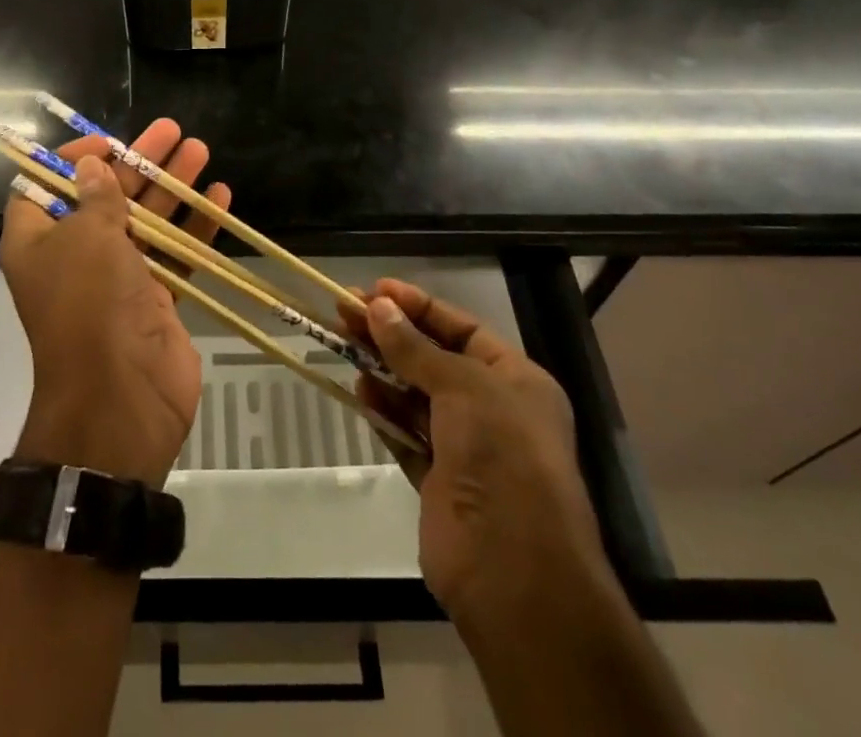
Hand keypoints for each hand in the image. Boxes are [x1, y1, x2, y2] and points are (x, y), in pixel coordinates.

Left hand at [1, 119, 229, 486]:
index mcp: (39, 241)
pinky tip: (220, 197)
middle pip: (106, 196)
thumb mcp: (87, 238)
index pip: (46, 187)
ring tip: (200, 150)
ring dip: (172, 187)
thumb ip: (96, 197)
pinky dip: (194, 227)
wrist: (121, 399)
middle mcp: (75, 256)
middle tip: (172, 131)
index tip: (107, 143)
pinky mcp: (154, 299)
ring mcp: (117, 279)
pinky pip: (174, 254)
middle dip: (139, 163)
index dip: (72, 160)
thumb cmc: (91, 304)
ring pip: (146, 221)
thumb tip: (91, 165)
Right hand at [339, 280, 610, 624]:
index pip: (462, 329)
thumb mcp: (463, 386)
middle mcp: (494, 410)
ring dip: (383, 371)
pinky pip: (406, 436)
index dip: (418, 306)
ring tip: (343, 344)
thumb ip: (415, 348)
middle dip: (391, 335)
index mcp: (516, 380)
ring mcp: (466, 450)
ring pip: (416, 397)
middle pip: (433, 359)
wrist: (515, 571)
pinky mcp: (440, 483)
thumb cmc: (502, 455)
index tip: (375, 290)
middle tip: (345, 311)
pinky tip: (359, 391)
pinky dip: (384, 414)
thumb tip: (377, 307)